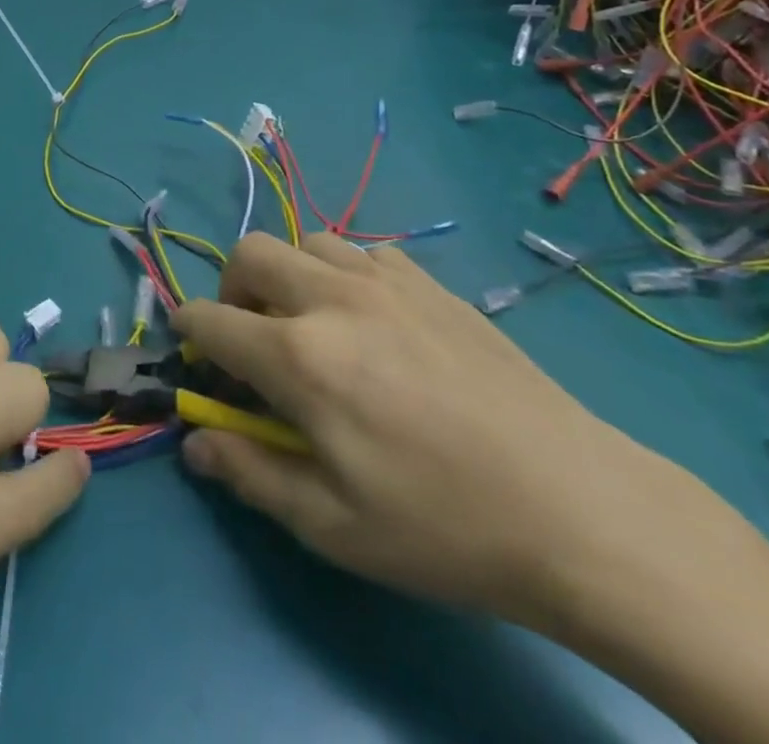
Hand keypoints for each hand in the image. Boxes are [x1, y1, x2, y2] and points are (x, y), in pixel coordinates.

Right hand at [172, 232, 684, 629]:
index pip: (211, 320)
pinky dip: (347, 273)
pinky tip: (375, 320)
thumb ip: (250, 472)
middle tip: (251, 337)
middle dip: (231, 289)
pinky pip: (366, 252)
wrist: (580, 510)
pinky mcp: (432, 284)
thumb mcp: (333, 525)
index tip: (192, 352)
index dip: (188, 332)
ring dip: (289, 275)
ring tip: (312, 324)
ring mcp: (386, 282)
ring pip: (307, 242)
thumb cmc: (444, 527)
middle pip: (250, 253)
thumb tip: (196, 442)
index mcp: (299, 356)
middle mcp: (333, 299)